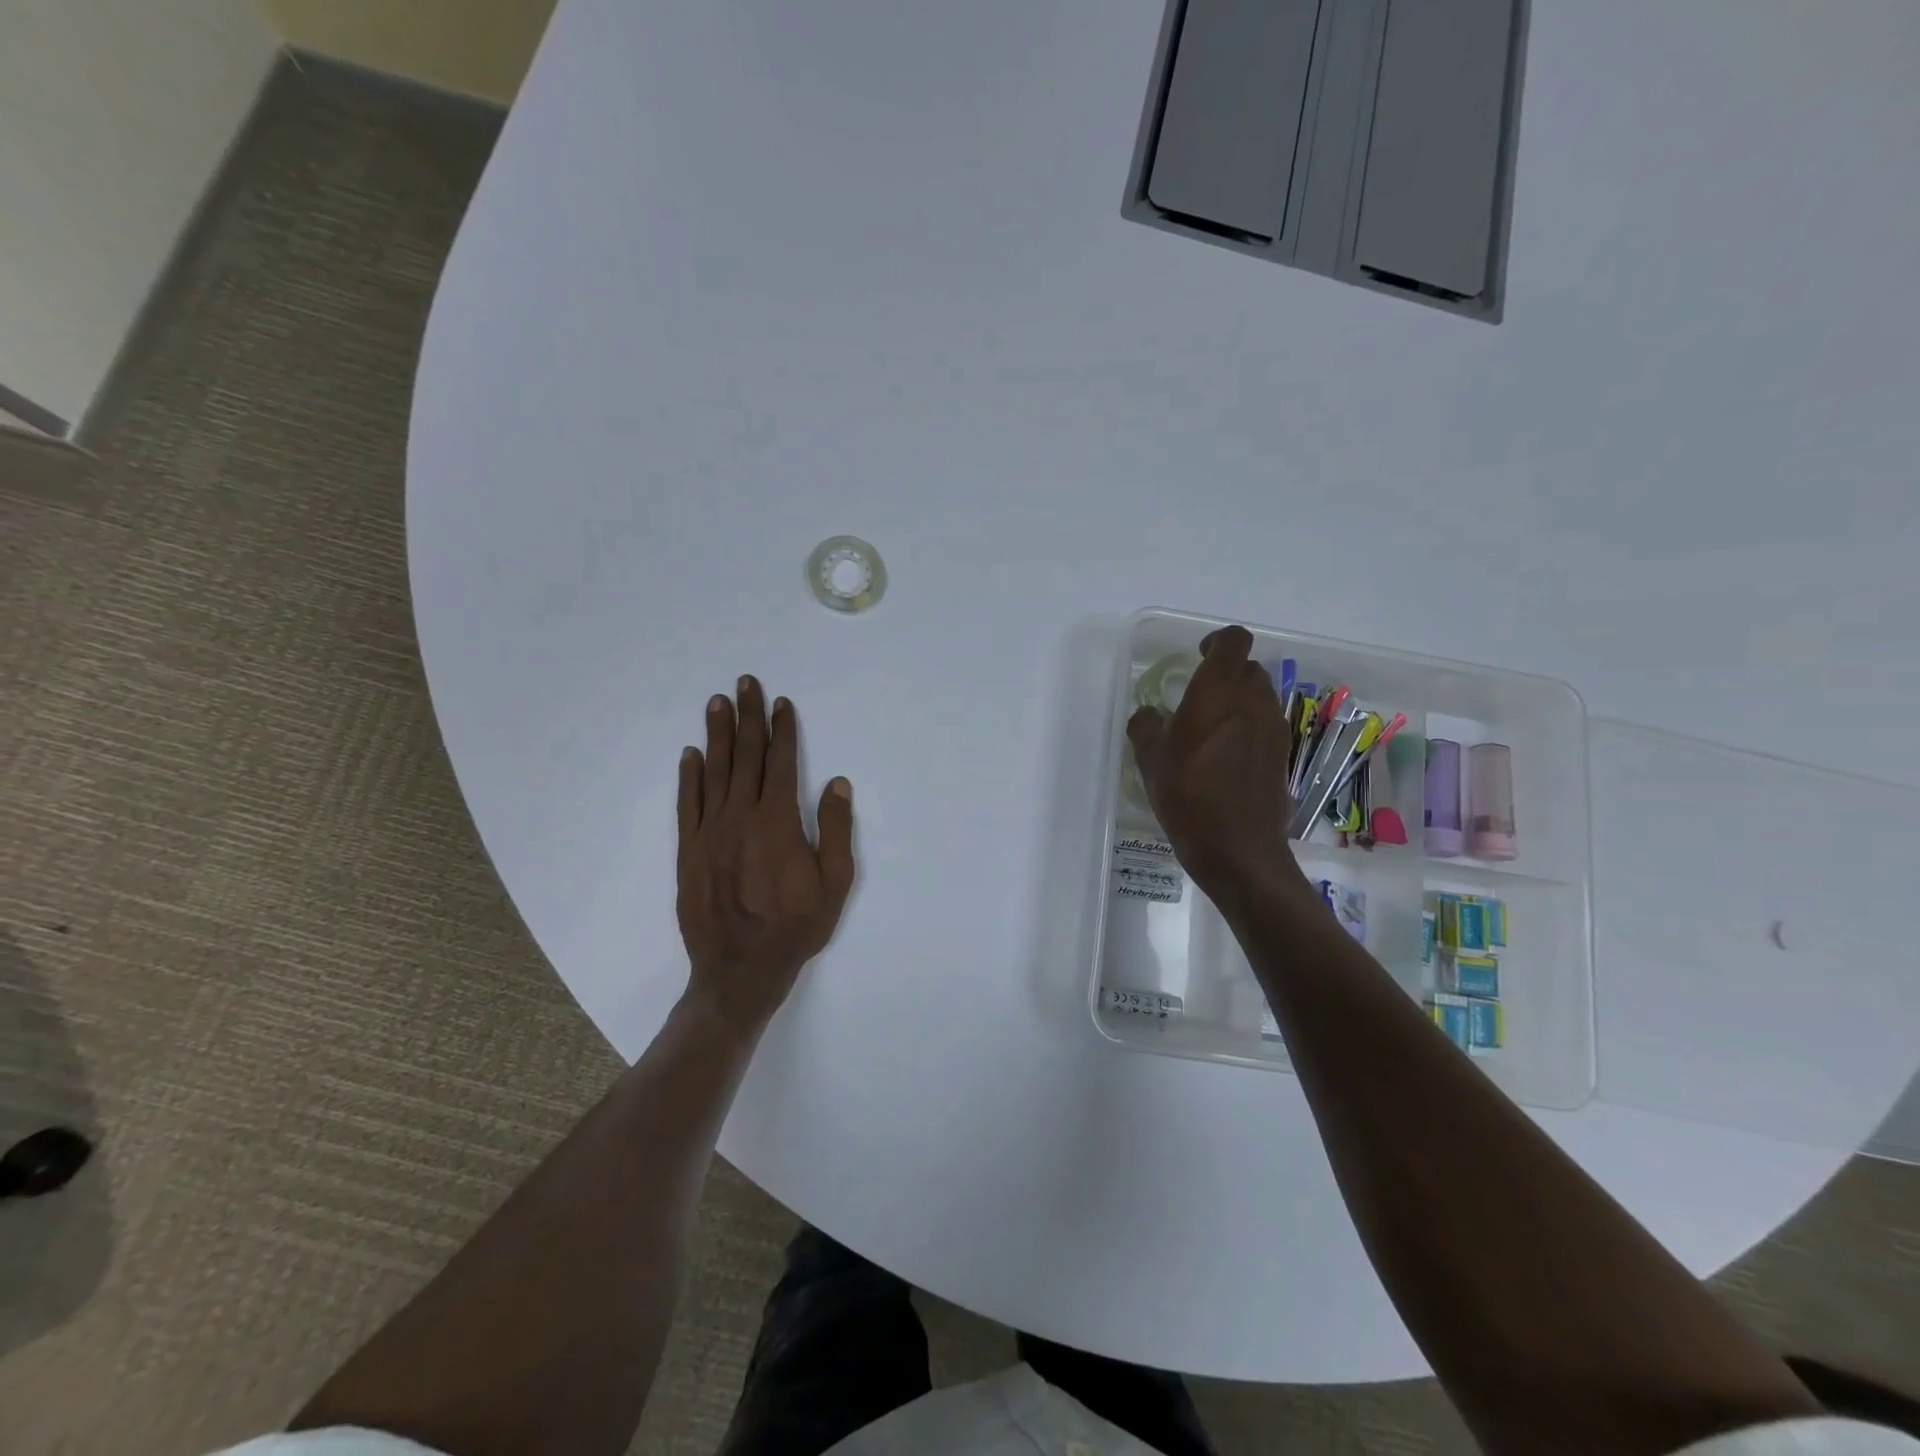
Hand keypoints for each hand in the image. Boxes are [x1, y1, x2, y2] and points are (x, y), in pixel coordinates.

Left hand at [676, 676, 855, 1035]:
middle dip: (748, 717)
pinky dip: (689, 777)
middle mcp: (740, 817)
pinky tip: (690, 754)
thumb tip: (836, 782)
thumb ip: (835, 829)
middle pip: (745, 757)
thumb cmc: (796, 928)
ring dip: (717, 735)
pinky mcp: (688, 851)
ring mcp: (709, 833)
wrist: (740, 970)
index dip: (783, 730)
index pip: (780, 763)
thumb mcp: (835, 883)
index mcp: (778, 822)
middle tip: (745, 683)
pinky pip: (687, 805)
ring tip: (717, 703)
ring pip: (714, 772)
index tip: (783, 703)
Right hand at [1127, 626, 1303, 900]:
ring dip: (1238, 702)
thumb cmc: (1188, 796)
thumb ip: (1145, 726)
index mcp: (1219, 692)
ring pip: (1260, 696)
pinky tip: (1226, 758)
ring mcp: (1274, 728)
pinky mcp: (1282, 754)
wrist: (1238, 849)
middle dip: (1225, 675)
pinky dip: (1249, 728)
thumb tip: (1149, 715)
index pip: (1233, 641)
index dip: (1217, 641)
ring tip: (1211, 731)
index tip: (1199, 655)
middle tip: (1199, 699)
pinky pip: (1266, 724)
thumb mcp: (1150, 760)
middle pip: (1248, 668)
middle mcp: (1254, 701)